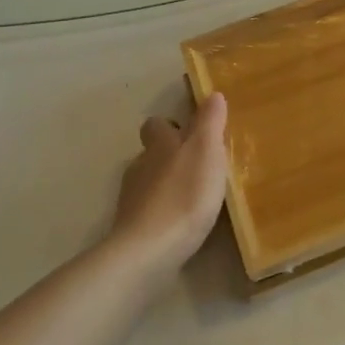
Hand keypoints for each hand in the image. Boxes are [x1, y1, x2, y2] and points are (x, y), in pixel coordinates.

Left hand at [110, 92, 229, 273]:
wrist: (149, 250)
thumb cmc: (184, 194)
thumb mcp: (206, 151)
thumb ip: (210, 122)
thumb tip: (213, 95)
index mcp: (159, 145)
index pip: (156, 124)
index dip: (169, 126)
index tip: (189, 132)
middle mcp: (141, 166)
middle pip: (151, 153)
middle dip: (169, 156)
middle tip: (197, 165)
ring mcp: (132, 198)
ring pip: (149, 181)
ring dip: (167, 184)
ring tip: (193, 196)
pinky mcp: (132, 227)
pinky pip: (149, 210)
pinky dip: (162, 211)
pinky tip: (180, 222)